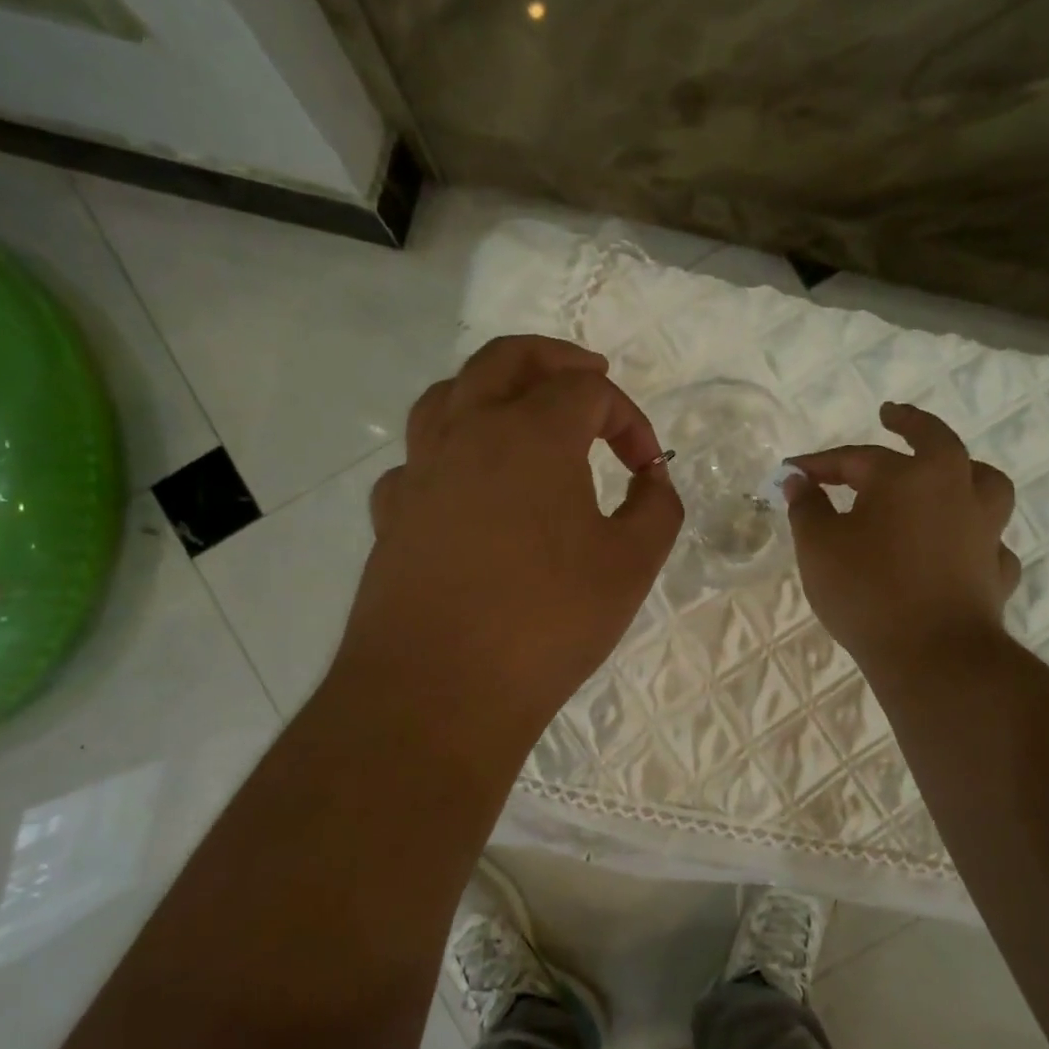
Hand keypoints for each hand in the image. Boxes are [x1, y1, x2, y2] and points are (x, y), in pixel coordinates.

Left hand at [334, 336, 682, 767]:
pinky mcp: (392, 515)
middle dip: (554, 358)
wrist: (440, 691)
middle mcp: (468, 433)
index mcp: (532, 434)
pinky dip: (449, 453)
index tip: (646, 468)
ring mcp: (421, 472)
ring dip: (490, 388)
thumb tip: (652, 479)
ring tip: (519, 411)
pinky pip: (419, 460)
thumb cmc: (547, 622)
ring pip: (447, 395)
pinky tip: (466, 487)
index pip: (588, 391)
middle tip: (588, 373)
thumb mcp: (631, 566)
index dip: (629, 419)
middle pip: (506, 358)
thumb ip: (657, 509)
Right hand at [786, 402, 1019, 671]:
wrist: (933, 655)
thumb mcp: (819, 546)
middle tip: (893, 415)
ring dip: (964, 472)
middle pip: (937, 442)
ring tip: (950, 473)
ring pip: (984, 485)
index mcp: (910, 476)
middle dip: (911, 424)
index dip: (820, 463)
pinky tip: (960, 547)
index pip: (857, 458)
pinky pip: (989, 541)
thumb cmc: (867, 591)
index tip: (792, 472)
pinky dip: (974, 536)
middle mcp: (956, 490)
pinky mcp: (995, 570)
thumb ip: (807, 507)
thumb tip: (800, 481)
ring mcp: (984, 530)